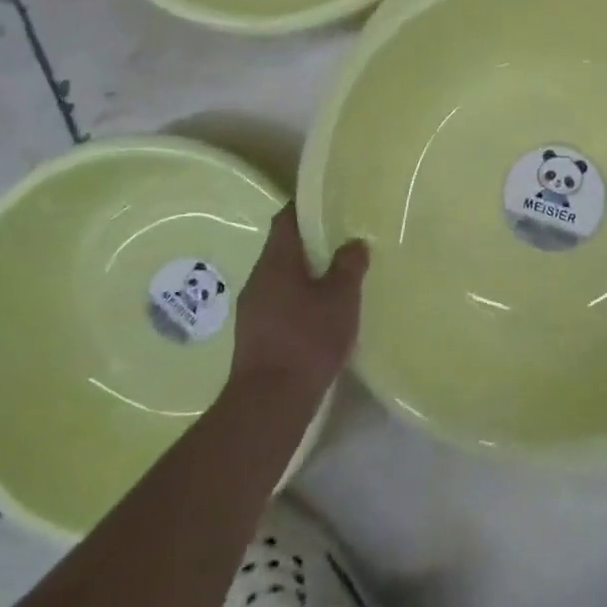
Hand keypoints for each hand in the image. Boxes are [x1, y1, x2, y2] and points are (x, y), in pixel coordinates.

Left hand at [232, 205, 368, 396]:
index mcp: (275, 261)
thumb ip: (348, 266)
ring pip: (281, 279)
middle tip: (341, 241)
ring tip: (336, 277)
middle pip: (283, 249)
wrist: (269, 402)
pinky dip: (299, 301)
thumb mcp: (340, 298)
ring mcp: (252, 309)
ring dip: (305, 275)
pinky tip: (321, 314)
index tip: (327, 203)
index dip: (305, 208)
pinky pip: (279, 304)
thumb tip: (354, 243)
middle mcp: (258, 279)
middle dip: (310, 244)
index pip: (286, 219)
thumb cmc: (307, 339)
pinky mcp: (255, 336)